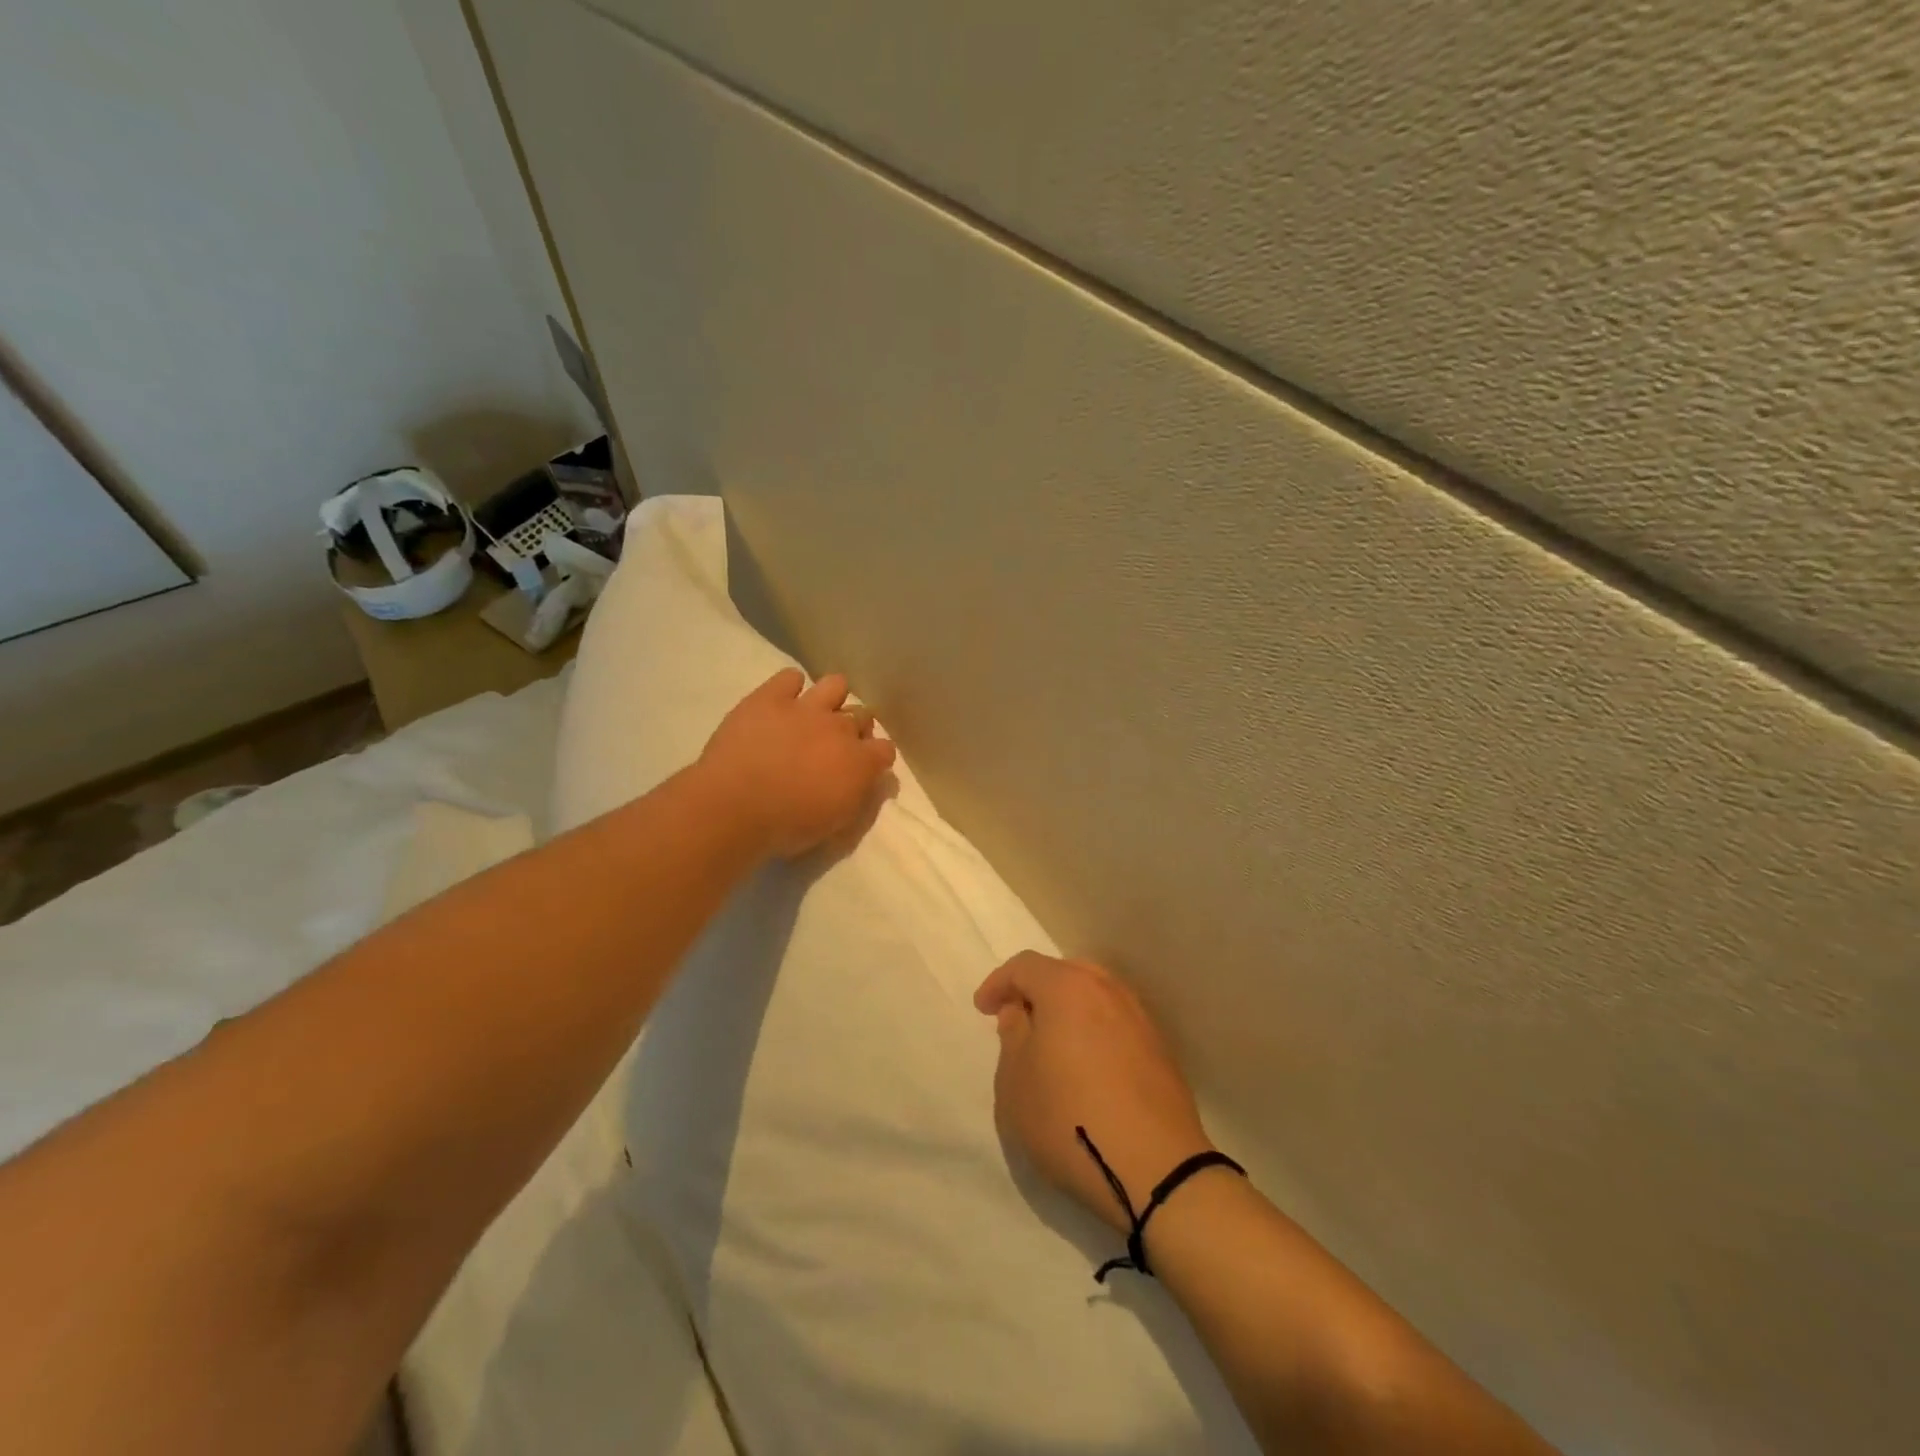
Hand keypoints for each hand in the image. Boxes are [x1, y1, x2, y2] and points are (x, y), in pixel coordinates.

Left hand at [699, 668, 896, 857]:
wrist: (735, 807)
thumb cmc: (787, 827)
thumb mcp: (835, 825)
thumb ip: (856, 797)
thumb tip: (866, 783)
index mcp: (860, 762)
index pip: (885, 749)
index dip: (875, 758)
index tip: (863, 769)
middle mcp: (840, 728)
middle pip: (862, 715)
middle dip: (854, 729)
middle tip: (834, 747)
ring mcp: (805, 708)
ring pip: (836, 684)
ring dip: (831, 699)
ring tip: (814, 716)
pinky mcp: (770, 698)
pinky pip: (790, 677)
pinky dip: (789, 687)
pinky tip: (780, 704)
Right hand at [975, 952, 1213, 1233]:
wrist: (1156, 1168)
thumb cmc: (1069, 1118)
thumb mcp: (1015, 1082)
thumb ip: (1012, 1037)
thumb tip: (1020, 1012)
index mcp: (1067, 987)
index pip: (1025, 966)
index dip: (999, 983)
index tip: (984, 1009)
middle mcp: (1107, 990)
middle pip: (1065, 972)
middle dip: (1037, 990)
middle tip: (1018, 1019)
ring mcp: (1139, 1018)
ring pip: (1095, 995)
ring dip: (1069, 1009)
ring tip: (1053, 1042)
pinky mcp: (1160, 1049)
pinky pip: (1117, 1022)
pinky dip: (1095, 1030)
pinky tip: (1088, 1064)